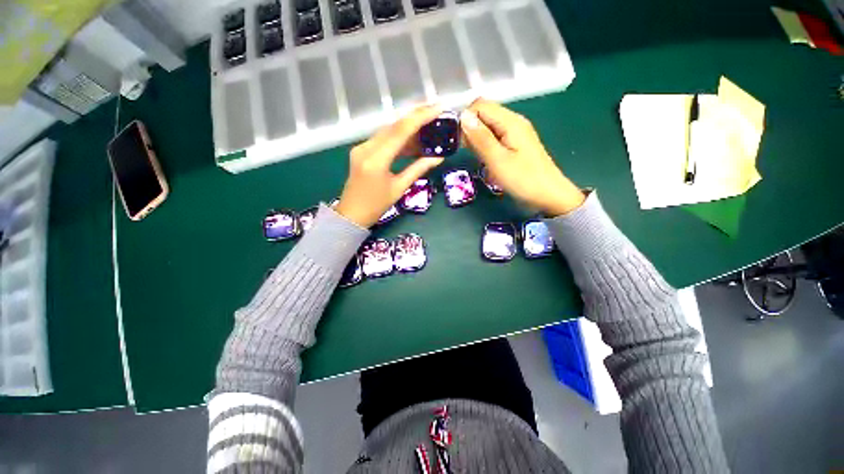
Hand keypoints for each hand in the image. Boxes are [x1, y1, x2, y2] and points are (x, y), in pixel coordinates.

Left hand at [336, 105, 444, 226]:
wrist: (351, 214)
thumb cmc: (376, 206)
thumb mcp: (400, 188)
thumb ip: (418, 169)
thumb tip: (438, 158)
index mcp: (376, 159)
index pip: (401, 131)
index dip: (421, 117)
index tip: (438, 108)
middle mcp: (366, 148)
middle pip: (393, 125)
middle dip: (415, 117)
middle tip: (435, 112)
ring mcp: (361, 147)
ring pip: (388, 130)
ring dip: (407, 128)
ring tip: (427, 127)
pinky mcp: (361, 150)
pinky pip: (382, 139)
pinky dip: (398, 138)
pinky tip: (411, 141)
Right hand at [460, 98, 584, 216]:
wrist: (548, 195)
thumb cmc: (523, 180)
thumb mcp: (498, 160)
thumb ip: (480, 138)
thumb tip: (463, 116)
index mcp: (510, 121)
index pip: (480, 105)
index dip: (465, 119)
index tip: (459, 140)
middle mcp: (513, 121)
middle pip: (484, 113)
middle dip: (470, 129)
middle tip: (466, 151)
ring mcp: (515, 133)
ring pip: (488, 126)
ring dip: (476, 138)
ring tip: (475, 157)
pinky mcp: (515, 144)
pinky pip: (494, 137)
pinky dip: (484, 145)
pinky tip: (484, 158)